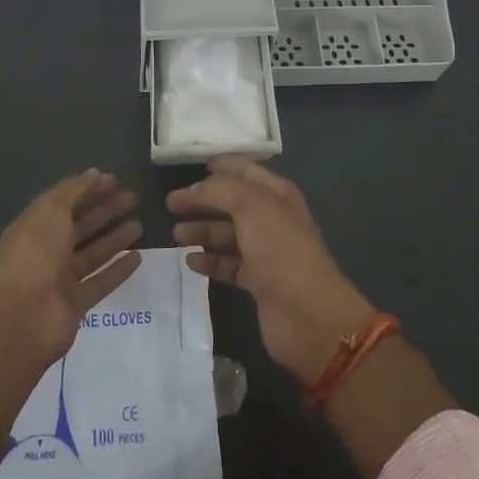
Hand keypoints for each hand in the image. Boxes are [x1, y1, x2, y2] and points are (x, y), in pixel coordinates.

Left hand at [0, 169, 144, 364]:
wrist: (21, 317)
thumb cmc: (34, 254)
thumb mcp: (50, 211)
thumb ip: (73, 190)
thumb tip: (95, 174)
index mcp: (34, 227)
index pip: (65, 203)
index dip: (89, 190)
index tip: (116, 180)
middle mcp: (46, 252)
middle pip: (80, 227)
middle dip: (105, 211)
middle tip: (134, 199)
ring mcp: (60, 280)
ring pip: (92, 254)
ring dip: (114, 239)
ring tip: (140, 225)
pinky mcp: (75, 305)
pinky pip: (100, 282)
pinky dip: (118, 270)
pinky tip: (138, 257)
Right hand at [169, 157, 375, 384]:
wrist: (307, 313)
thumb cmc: (280, 249)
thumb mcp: (251, 206)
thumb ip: (220, 190)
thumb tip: (195, 188)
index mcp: (278, 195)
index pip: (247, 171)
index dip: (225, 166)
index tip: (197, 164)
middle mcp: (273, 219)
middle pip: (233, 203)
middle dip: (204, 200)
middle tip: (171, 203)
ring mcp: (266, 252)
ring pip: (228, 235)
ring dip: (203, 231)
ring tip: (176, 233)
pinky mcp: (258, 282)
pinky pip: (229, 265)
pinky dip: (210, 262)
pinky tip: (190, 262)